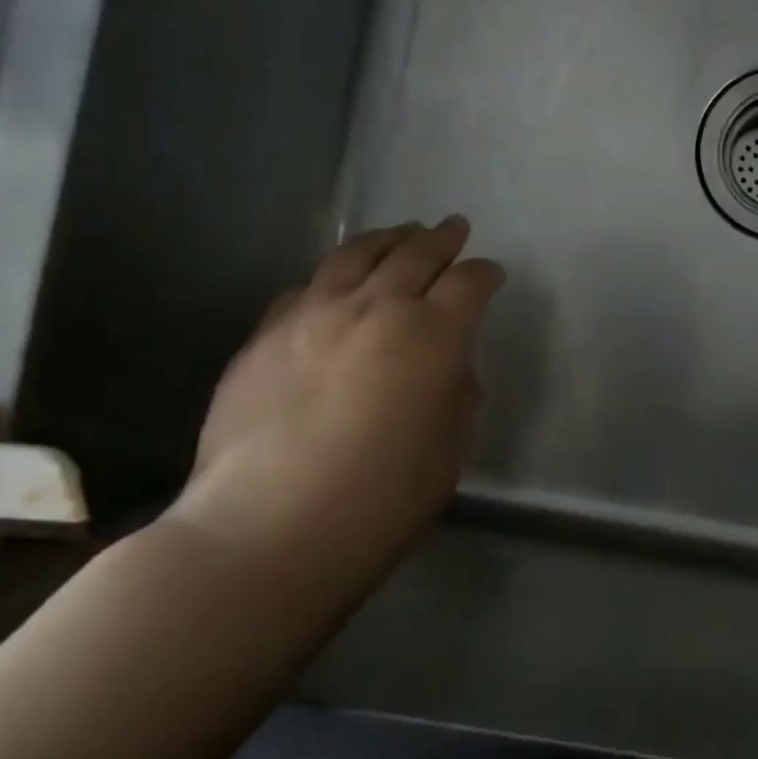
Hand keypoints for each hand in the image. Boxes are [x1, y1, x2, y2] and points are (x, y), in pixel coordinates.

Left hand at [178, 218, 504, 571]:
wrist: (269, 529)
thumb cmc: (381, 499)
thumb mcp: (449, 450)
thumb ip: (458, 395)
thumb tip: (448, 367)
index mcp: (430, 335)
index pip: (467, 284)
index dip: (484, 274)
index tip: (492, 273)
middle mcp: (373, 308)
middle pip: (414, 254)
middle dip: (441, 239)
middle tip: (454, 229)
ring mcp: (312, 315)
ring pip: (355, 256)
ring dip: (386, 240)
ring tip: (401, 233)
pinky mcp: (265, 335)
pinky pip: (306, 287)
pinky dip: (333, 275)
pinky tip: (335, 281)